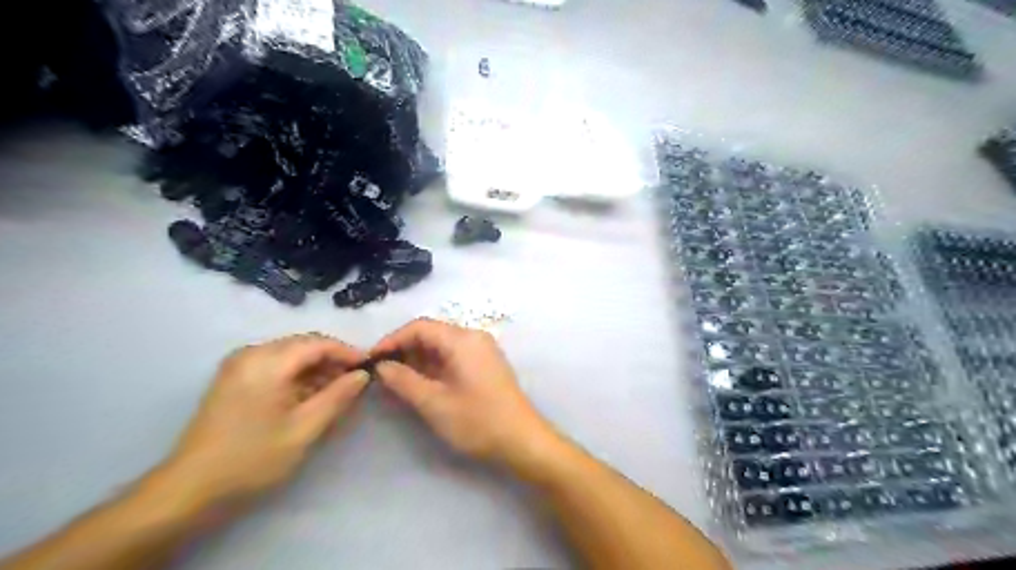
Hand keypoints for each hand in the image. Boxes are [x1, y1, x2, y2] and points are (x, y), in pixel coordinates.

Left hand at [162, 333, 372, 507]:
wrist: (189, 489)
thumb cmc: (252, 459)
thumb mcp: (304, 429)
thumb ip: (338, 396)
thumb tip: (362, 374)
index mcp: (267, 362)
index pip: (318, 343)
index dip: (347, 352)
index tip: (370, 367)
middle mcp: (251, 354)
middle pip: (304, 344)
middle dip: (333, 359)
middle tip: (356, 380)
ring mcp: (239, 364)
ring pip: (291, 354)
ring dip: (316, 368)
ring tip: (337, 390)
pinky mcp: (234, 377)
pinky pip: (276, 364)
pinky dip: (298, 374)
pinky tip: (310, 394)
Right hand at [372, 319, 559, 474]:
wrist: (522, 440)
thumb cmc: (477, 421)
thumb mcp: (434, 403)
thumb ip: (403, 381)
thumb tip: (381, 366)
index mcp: (463, 339)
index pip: (419, 327)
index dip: (392, 340)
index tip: (371, 360)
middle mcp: (473, 338)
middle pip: (431, 334)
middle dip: (404, 350)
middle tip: (380, 373)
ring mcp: (481, 351)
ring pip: (441, 346)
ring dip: (417, 360)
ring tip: (395, 380)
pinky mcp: (484, 365)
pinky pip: (453, 356)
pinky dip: (433, 366)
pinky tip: (419, 383)